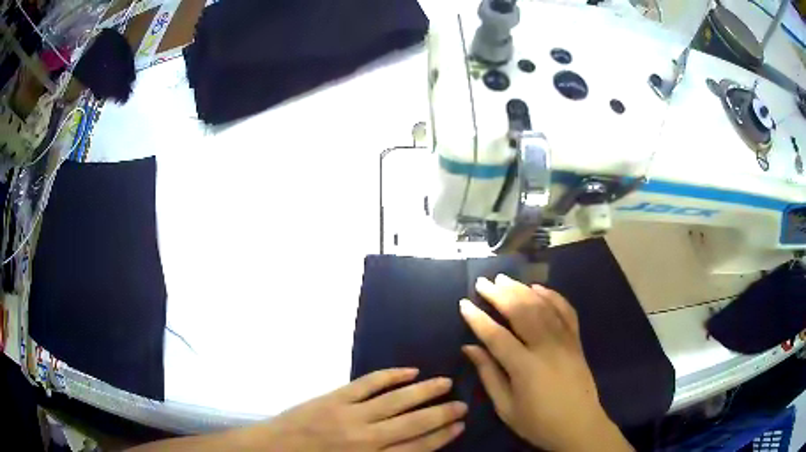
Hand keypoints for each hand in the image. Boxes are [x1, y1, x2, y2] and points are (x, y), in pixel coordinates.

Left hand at [258, 368, 466, 451]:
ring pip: (396, 400)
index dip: (441, 436)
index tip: (459, 425)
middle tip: (462, 404)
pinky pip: (369, 383)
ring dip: (423, 391)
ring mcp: (351, 414)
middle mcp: (367, 438)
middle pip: (414, 424)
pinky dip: (391, 376)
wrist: (274, 450)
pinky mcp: (335, 397)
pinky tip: (409, 371)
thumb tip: (414, 448)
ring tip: (445, 383)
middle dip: (441, 414)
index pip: (417, 448)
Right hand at [460, 275, 631, 451]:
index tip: (464, 304)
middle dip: (500, 295)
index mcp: (525, 367)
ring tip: (504, 279)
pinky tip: (539, 288)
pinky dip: (553, 296)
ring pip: (543, 307)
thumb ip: (489, 375)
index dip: (478, 319)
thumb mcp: (506, 407)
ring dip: (522, 290)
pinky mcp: (576, 341)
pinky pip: (566, 311)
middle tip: (483, 282)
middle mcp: (546, 347)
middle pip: (521, 312)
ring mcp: (565, 341)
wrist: (579, 426)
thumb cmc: (538, 423)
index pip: (496, 336)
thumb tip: (470, 348)